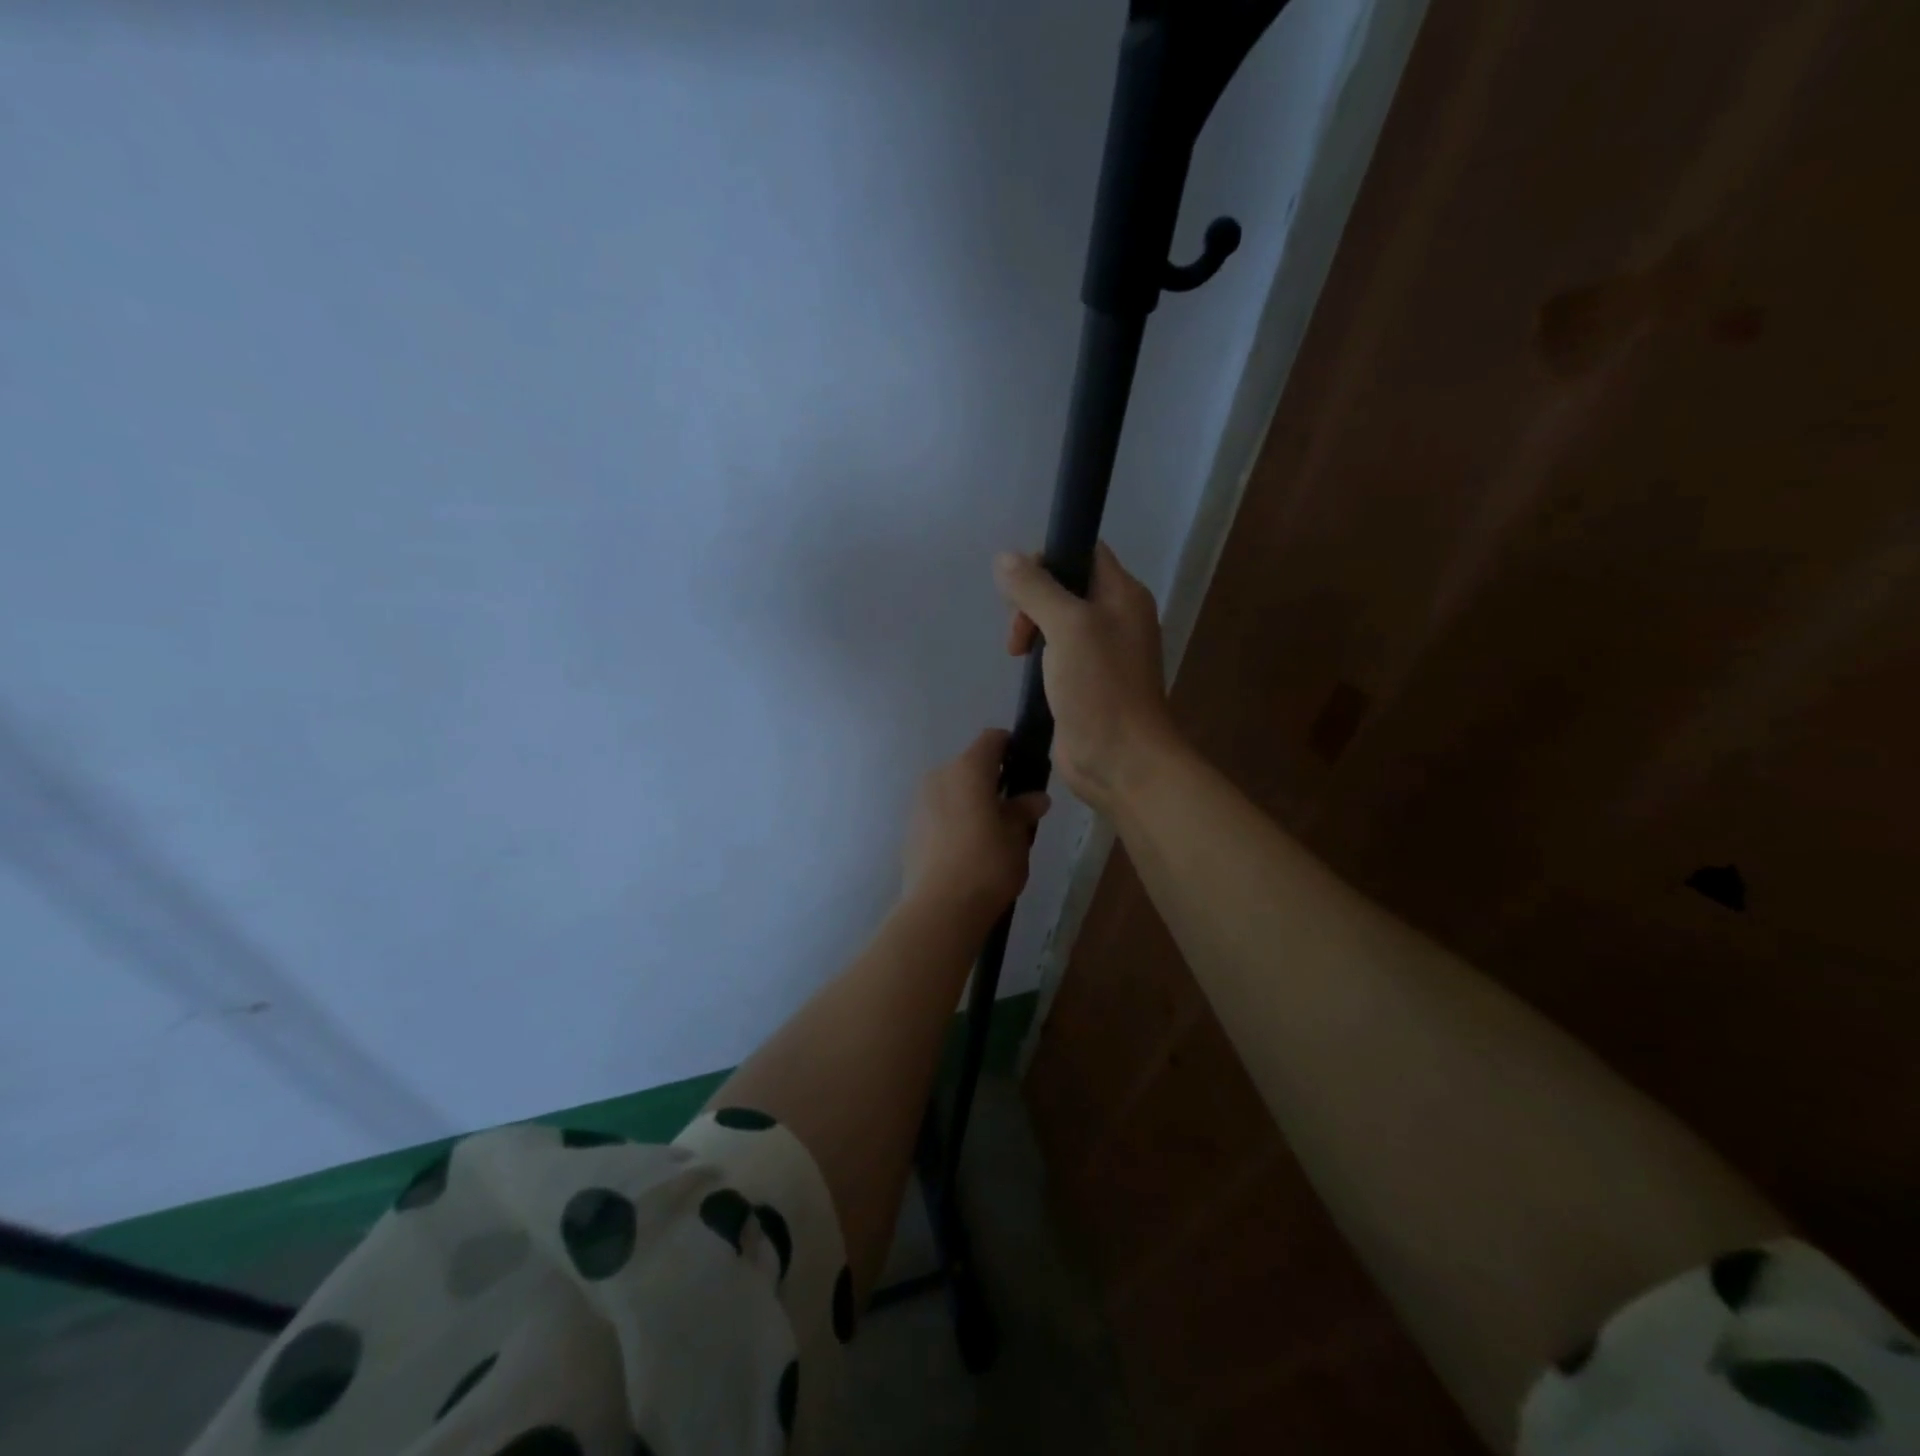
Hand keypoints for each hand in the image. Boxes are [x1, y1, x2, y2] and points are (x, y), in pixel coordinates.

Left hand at [902, 729, 1050, 916]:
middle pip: (970, 766)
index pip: (992, 739)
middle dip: (991, 781)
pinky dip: (954, 820)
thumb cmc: (988, 863)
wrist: (940, 908)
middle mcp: (940, 775)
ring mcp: (920, 801)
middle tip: (1013, 809)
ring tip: (990, 833)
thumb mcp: (1017, 837)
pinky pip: (938, 812)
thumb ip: (1024, 811)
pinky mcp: (910, 828)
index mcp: (968, 769)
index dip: (1011, 747)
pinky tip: (967, 849)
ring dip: (970, 801)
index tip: (1026, 769)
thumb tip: (1036, 798)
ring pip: (952, 790)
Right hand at [994, 542, 1181, 814]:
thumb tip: (1004, 559)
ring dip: (1032, 630)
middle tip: (1019, 634)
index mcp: (1123, 595)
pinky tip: (1027, 674)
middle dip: (1032, 601)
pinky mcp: (1085, 682)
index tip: (1020, 587)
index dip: (1049, 558)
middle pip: (1065, 587)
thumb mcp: (1068, 627)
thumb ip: (1036, 589)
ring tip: (1019, 655)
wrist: (1120, 760)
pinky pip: (1056, 654)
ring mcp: (1101, 653)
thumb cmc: (1101, 688)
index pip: (1084, 553)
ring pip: (1057, 622)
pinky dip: (1038, 657)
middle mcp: (1116, 618)